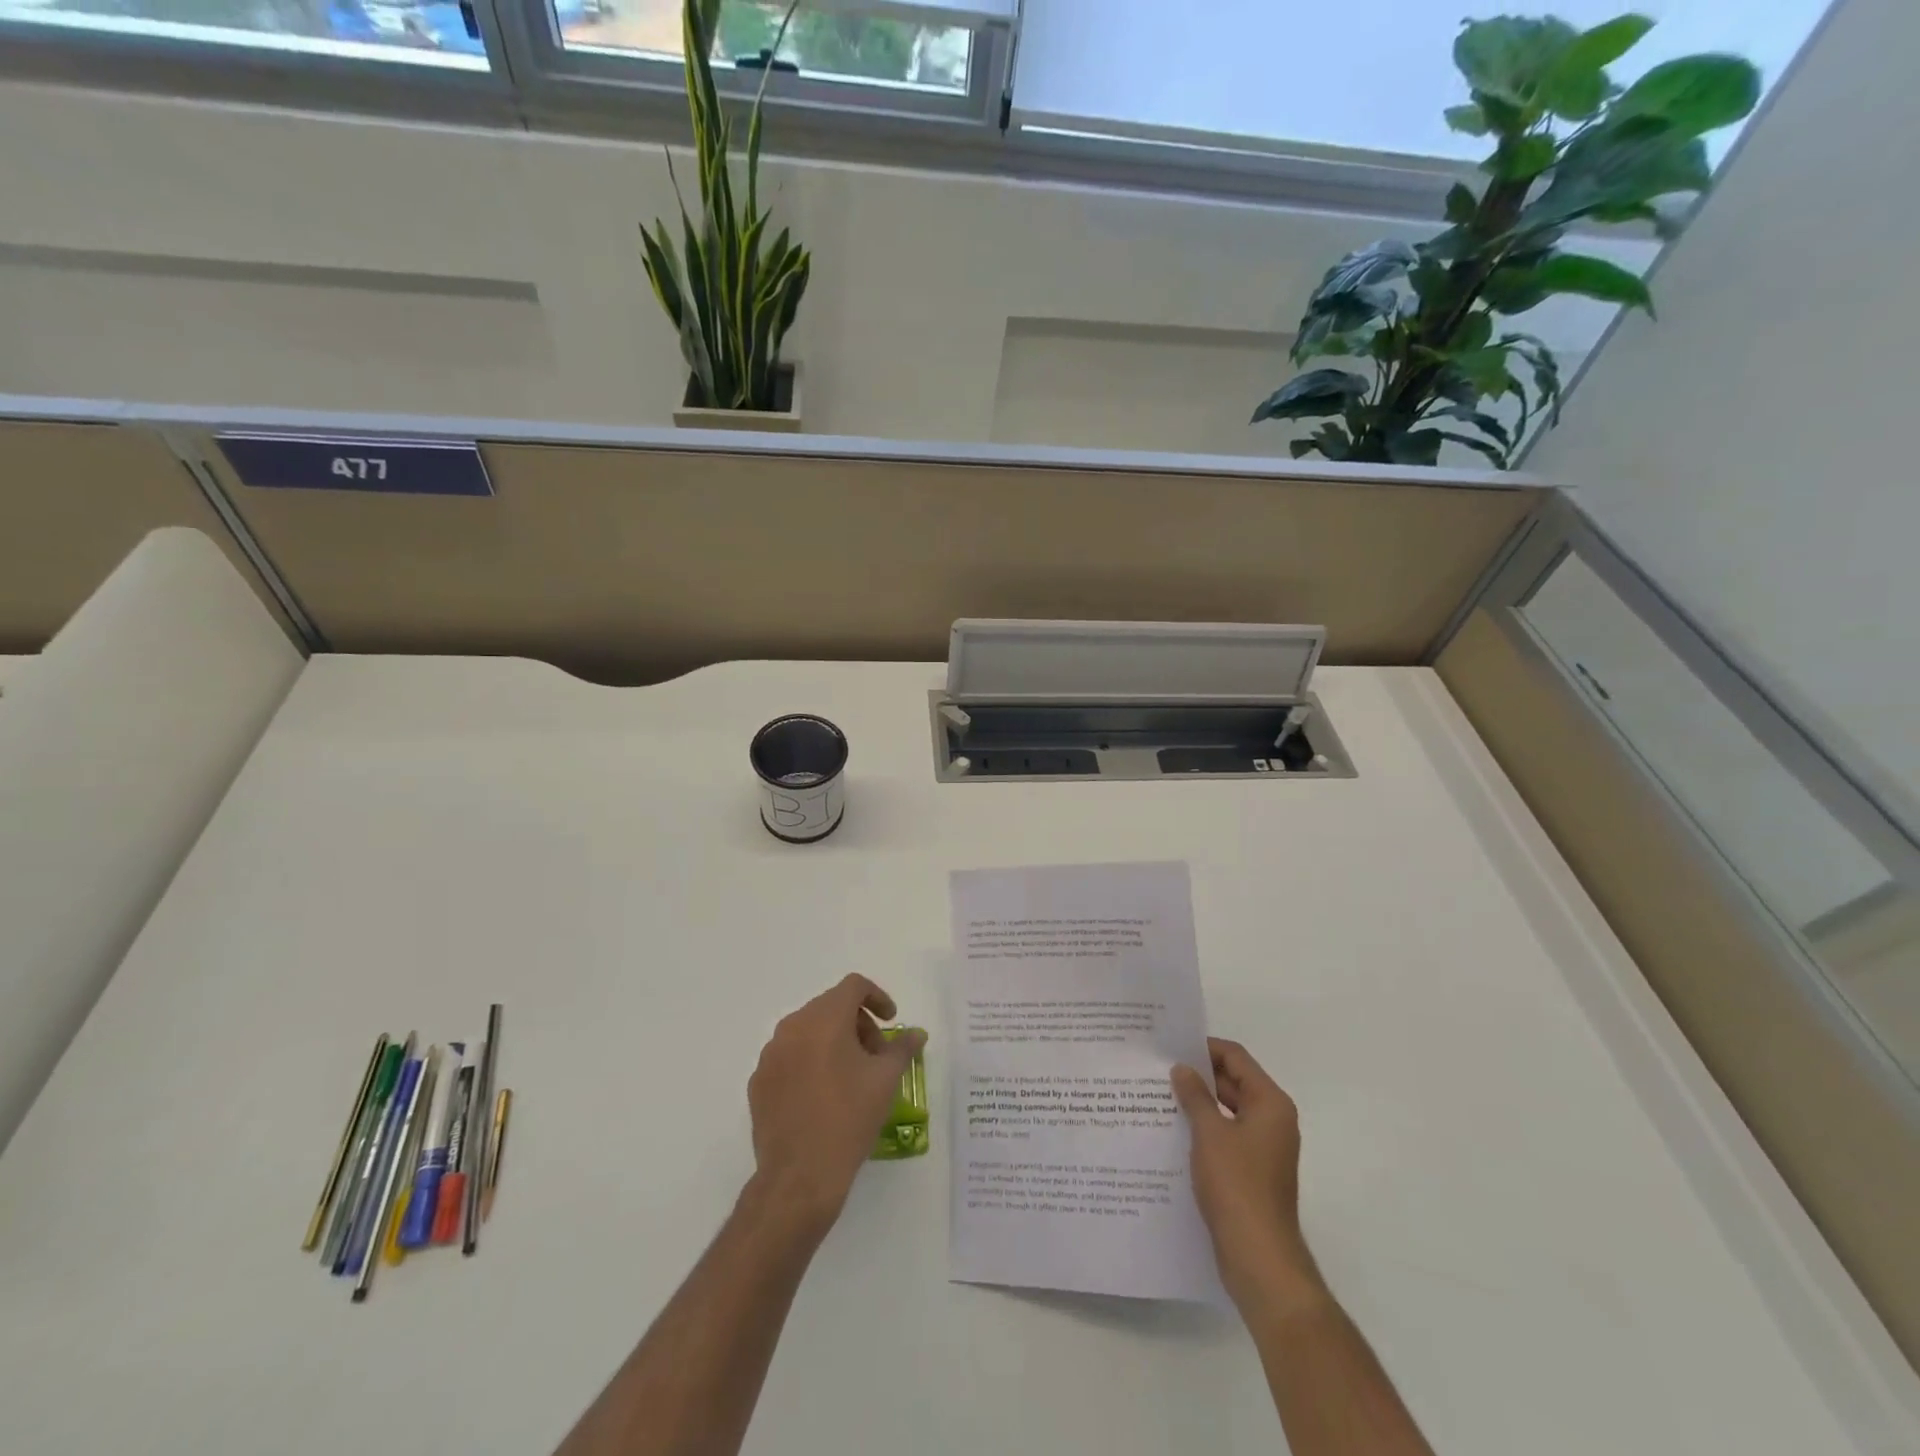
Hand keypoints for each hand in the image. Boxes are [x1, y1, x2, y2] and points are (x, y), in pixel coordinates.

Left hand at [747, 975, 925, 1235]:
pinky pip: (789, 1057)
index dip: (877, 997)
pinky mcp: (758, 1082)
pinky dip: (810, 1062)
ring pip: (808, 1031)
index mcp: (824, 1019)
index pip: (853, 986)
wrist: (800, 1176)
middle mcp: (792, 1027)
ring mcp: (770, 1054)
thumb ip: (902, 1048)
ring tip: (851, 1076)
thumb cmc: (849, 1119)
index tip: (891, 1022)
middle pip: (830, 1007)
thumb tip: (916, 1033)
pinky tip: (823, 1095)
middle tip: (876, 1055)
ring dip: (833, 1041)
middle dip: (858, 1023)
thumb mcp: (886, 1080)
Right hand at [1171, 1038, 1324, 1312]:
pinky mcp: (1252, 1172)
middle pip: (1234, 1082)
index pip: (1236, 1058)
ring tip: (1160, 1097)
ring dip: (1199, 1103)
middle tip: (1159, 1070)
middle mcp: (1272, 1121)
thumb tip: (1183, 1069)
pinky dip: (1204, 1129)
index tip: (1171, 1046)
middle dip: (1198, 1076)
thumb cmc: (1237, 1186)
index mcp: (1270, 1104)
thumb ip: (1195, 1096)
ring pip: (1228, 1111)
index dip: (1204, 1048)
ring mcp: (1263, 1149)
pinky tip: (1173, 1132)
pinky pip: (1226, 1137)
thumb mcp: (1209, 1133)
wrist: (1259, 1258)